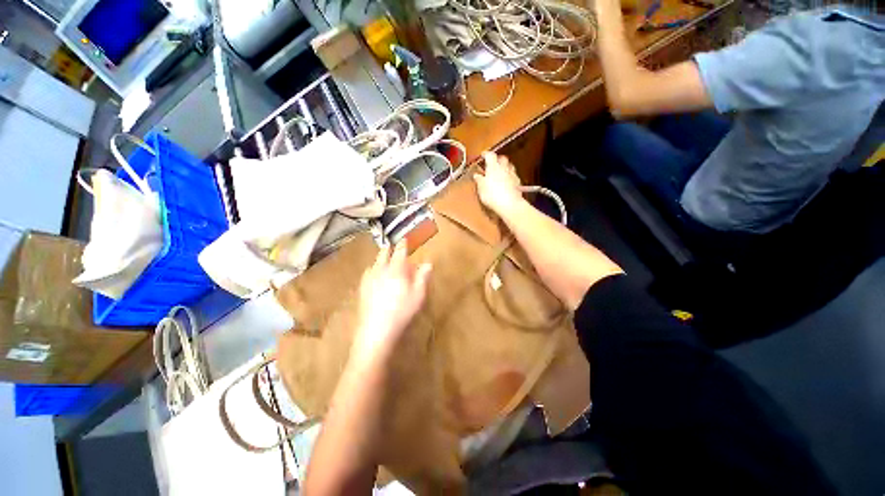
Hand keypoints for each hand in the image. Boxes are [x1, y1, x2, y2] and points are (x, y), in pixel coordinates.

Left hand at [351, 243, 431, 366]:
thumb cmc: (402, 310)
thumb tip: (428, 263)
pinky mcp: (362, 289)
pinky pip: (367, 273)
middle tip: (390, 246)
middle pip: (383, 255)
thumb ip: (422, 276)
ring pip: (374, 263)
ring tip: (382, 259)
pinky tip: (372, 275)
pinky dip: (372, 269)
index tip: (404, 239)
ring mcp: (369, 279)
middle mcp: (381, 270)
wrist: (377, 329)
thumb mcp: (418, 294)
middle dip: (388, 249)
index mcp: (396, 269)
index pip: (399, 252)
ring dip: (379, 258)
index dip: (403, 245)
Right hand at [474, 152, 524, 214]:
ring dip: (505, 167)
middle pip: (502, 158)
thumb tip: (477, 175)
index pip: (490, 155)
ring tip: (500, 171)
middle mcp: (504, 168)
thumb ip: (479, 180)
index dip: (486, 154)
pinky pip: (513, 176)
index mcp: (493, 167)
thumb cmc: (492, 195)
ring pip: (510, 166)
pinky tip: (507, 182)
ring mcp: (512, 175)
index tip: (483, 155)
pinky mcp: (518, 183)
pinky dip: (510, 176)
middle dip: (498, 159)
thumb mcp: (481, 188)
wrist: (509, 204)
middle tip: (493, 162)